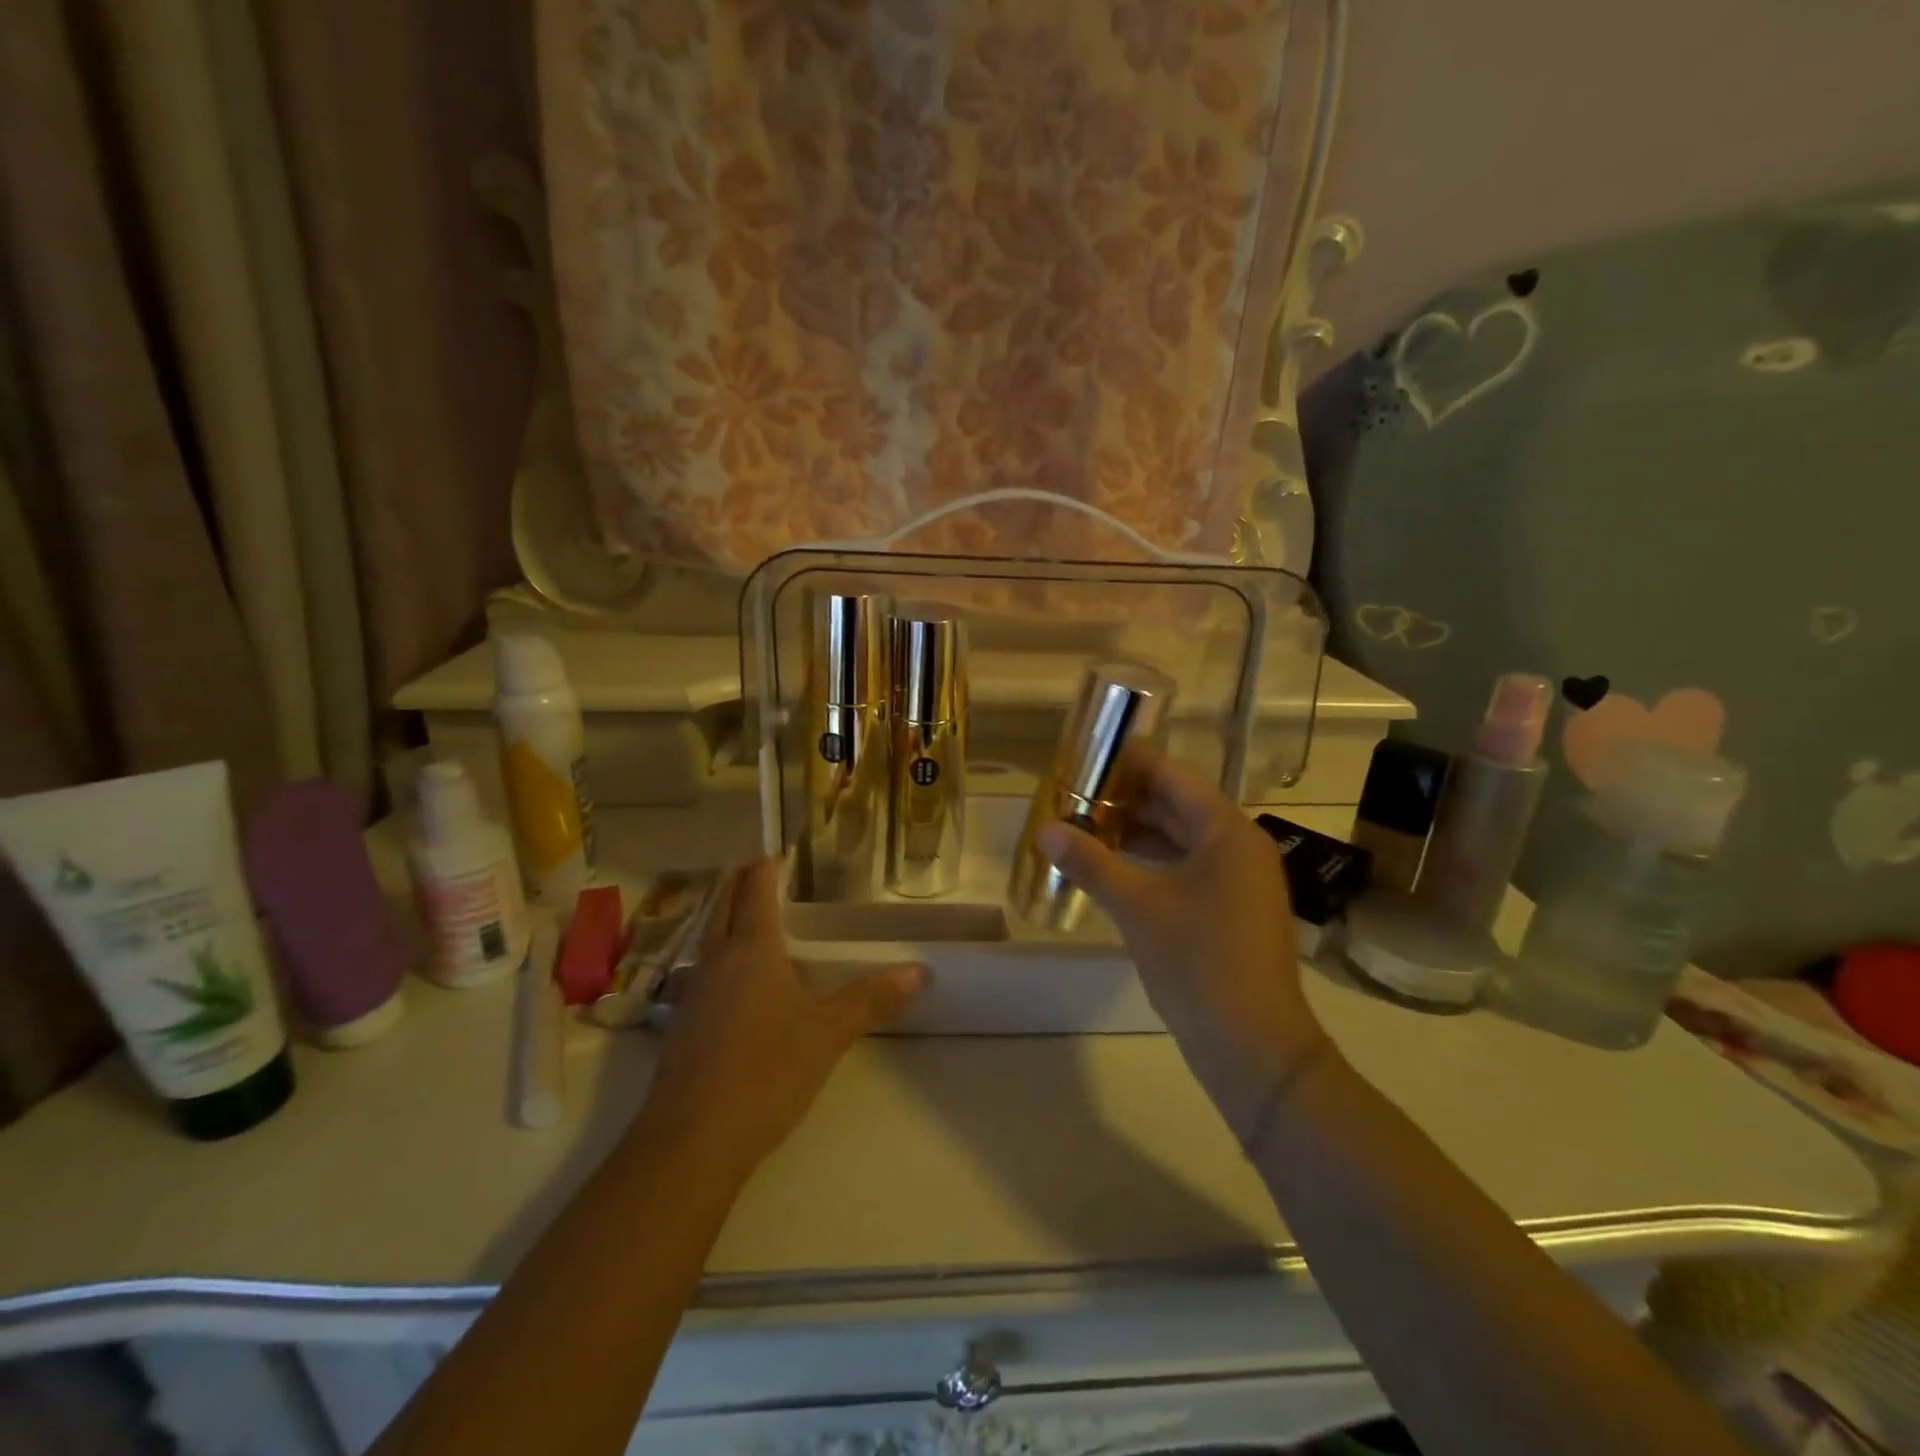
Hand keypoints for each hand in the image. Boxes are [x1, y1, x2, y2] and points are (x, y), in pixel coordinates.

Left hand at [639, 859, 924, 1175]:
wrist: (692, 1140)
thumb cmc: (767, 1070)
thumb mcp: (828, 1033)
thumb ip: (871, 998)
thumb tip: (919, 970)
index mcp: (751, 949)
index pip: (755, 889)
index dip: (766, 867)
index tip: (777, 853)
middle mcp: (716, 960)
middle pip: (723, 906)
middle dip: (739, 885)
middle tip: (761, 874)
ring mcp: (692, 994)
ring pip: (708, 940)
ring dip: (725, 921)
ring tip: (751, 921)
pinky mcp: (681, 1027)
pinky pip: (702, 974)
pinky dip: (719, 959)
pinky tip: (736, 984)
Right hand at [1037, 752, 1323, 1140]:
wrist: (1252, 1046)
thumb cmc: (1197, 962)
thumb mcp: (1136, 906)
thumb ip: (1090, 862)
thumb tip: (1045, 829)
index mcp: (1227, 831)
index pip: (1174, 776)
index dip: (1130, 763)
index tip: (1087, 756)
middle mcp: (1239, 846)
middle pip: (1178, 805)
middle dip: (1126, 798)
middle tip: (1075, 794)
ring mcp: (1238, 880)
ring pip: (1181, 839)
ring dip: (1136, 832)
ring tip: (1084, 826)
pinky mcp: (1230, 910)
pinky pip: (1187, 868)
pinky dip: (1151, 862)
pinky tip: (1113, 868)